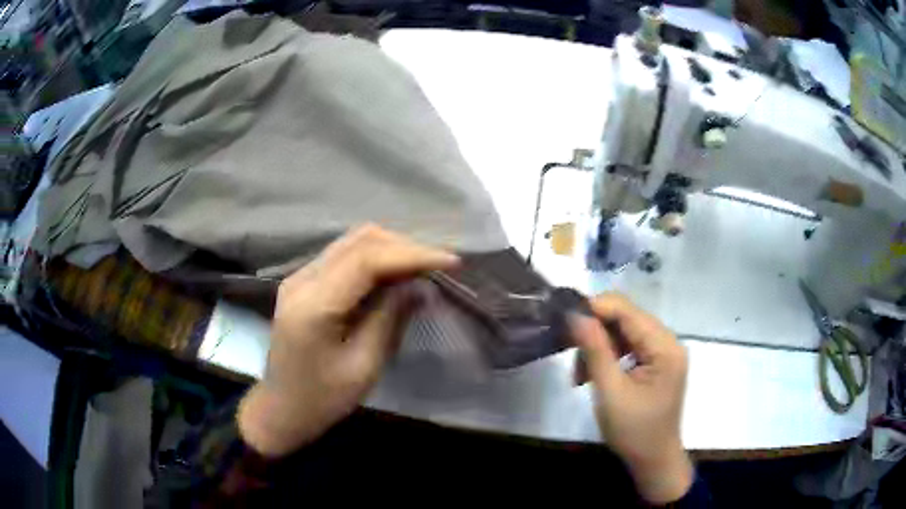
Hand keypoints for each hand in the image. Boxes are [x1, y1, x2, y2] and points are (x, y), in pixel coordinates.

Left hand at [237, 225, 458, 456]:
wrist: (281, 408)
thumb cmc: (322, 399)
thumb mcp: (364, 367)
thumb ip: (390, 319)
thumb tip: (420, 286)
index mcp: (314, 304)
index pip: (367, 260)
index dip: (412, 255)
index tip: (451, 262)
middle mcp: (302, 279)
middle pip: (359, 240)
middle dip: (404, 247)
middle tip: (438, 267)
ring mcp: (299, 277)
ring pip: (352, 242)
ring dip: (391, 249)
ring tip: (422, 268)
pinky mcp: (303, 282)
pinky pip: (344, 256)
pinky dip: (374, 258)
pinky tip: (394, 275)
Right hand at [570, 293, 692, 503]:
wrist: (653, 460)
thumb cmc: (633, 431)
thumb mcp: (610, 391)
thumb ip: (595, 350)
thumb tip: (576, 314)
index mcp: (665, 347)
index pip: (628, 311)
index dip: (595, 308)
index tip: (564, 320)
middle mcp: (668, 342)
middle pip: (626, 319)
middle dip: (595, 333)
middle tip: (569, 353)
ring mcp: (663, 353)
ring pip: (624, 333)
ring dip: (599, 348)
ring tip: (580, 376)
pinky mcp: (656, 363)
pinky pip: (629, 348)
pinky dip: (608, 357)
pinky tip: (593, 375)